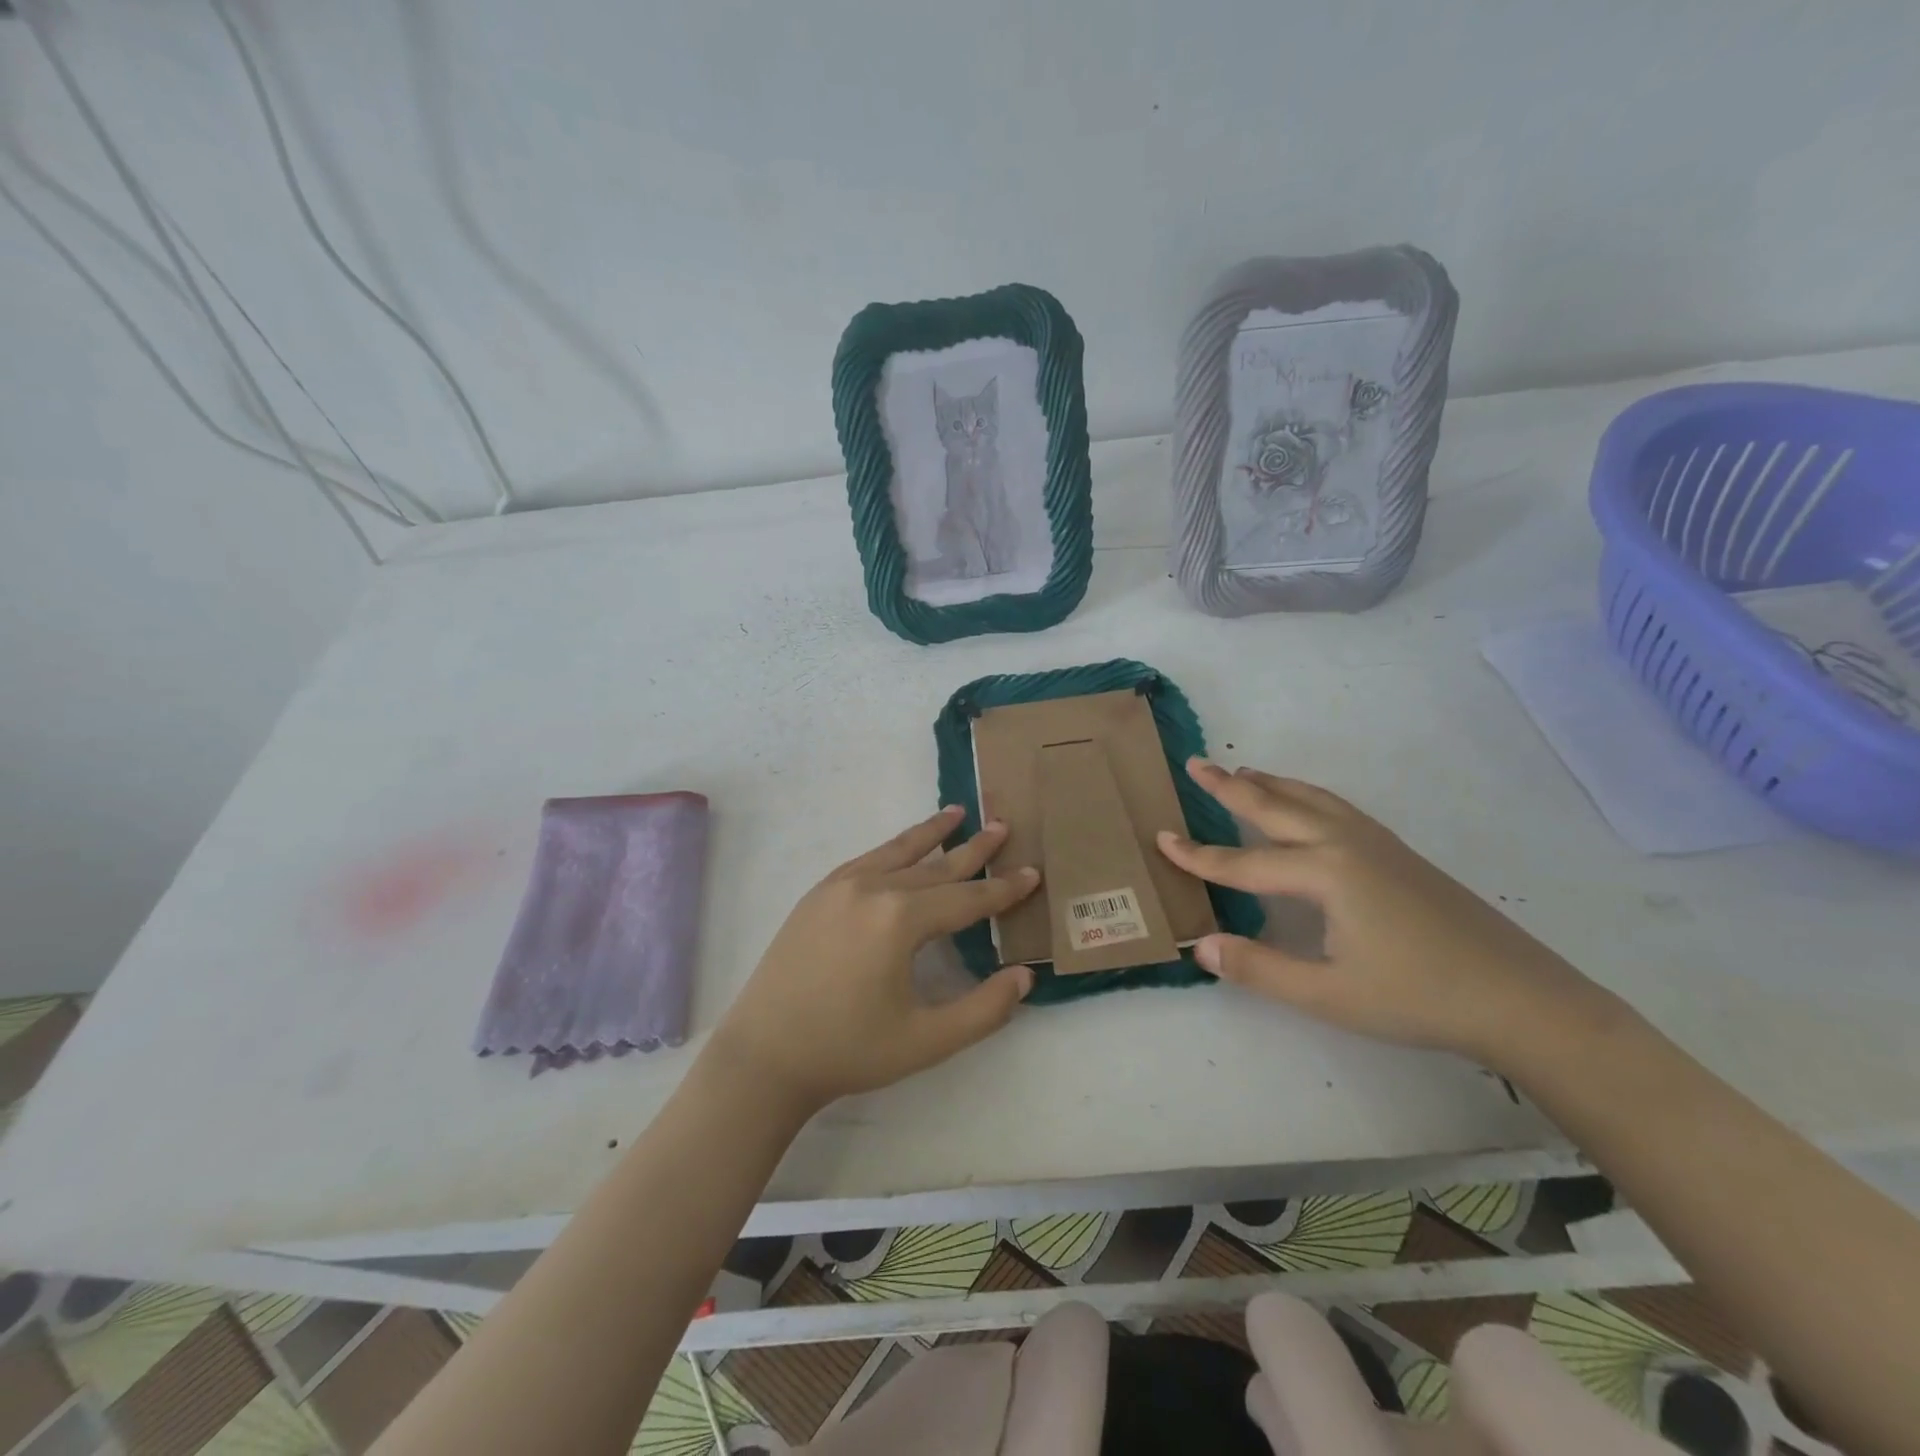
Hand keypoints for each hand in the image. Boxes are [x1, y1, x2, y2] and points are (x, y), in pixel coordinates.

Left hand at [709, 806, 1039, 1113]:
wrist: (765, 1056)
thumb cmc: (849, 1051)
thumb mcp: (928, 1041)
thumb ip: (984, 1009)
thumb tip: (1024, 977)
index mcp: (900, 919)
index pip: (966, 899)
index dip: (1003, 890)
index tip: (1033, 873)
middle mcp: (872, 889)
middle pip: (936, 866)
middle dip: (974, 849)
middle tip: (1003, 826)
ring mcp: (839, 886)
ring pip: (898, 852)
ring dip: (931, 834)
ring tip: (958, 814)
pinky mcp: (817, 894)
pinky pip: (867, 860)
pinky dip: (893, 848)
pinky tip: (903, 847)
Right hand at [1156, 760, 1622, 1069]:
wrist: (1520, 997)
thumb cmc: (1418, 998)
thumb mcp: (1328, 994)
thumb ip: (1258, 968)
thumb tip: (1199, 945)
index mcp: (1324, 872)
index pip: (1243, 862)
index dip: (1198, 856)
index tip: (1160, 839)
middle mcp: (1345, 843)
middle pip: (1274, 805)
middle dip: (1229, 785)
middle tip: (1194, 763)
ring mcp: (1376, 842)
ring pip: (1309, 798)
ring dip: (1270, 783)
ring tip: (1241, 771)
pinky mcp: (1397, 852)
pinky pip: (1335, 807)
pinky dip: (1304, 794)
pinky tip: (1303, 805)